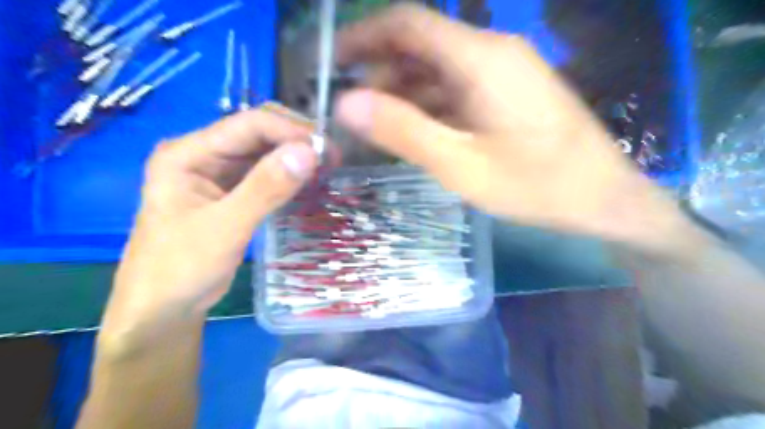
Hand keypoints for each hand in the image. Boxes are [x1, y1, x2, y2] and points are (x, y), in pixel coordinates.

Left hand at [102, 108, 317, 339]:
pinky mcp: (231, 191)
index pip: (248, 124)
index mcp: (188, 153)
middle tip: (331, 159)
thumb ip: (265, 188)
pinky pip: (266, 173)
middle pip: (258, 132)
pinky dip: (289, 174)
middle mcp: (203, 154)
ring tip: (327, 169)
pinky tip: (309, 182)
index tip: (327, 150)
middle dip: (296, 140)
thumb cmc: (182, 268)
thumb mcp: (225, 228)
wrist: (164, 307)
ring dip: (295, 157)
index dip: (290, 131)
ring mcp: (218, 173)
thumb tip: (309, 152)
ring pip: (265, 151)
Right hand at [336, 4, 687, 253]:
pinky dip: (430, 105)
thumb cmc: (535, 185)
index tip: (333, 61)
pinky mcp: (509, 93)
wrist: (602, 198)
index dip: (364, 36)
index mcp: (480, 59)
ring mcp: (504, 73)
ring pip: (439, 70)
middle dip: (381, 72)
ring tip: (378, 125)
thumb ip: (403, 131)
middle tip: (353, 109)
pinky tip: (417, 130)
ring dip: (405, 92)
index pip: (408, 24)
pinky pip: (458, 89)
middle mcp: (492, 52)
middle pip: (422, 46)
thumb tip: (345, 103)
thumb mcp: (460, 164)